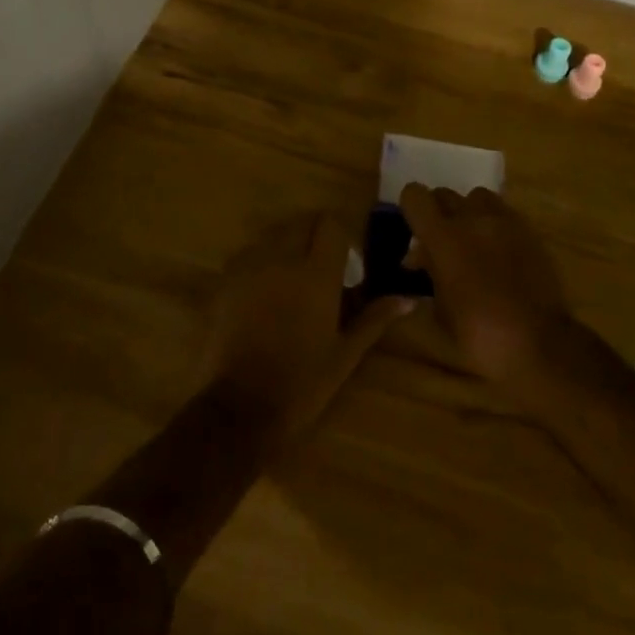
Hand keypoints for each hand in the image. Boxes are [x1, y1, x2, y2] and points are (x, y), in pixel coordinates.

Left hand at [206, 213, 411, 445]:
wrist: (239, 411)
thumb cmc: (301, 384)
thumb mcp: (345, 354)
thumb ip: (374, 319)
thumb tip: (409, 299)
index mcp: (316, 274)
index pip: (330, 224)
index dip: (341, 236)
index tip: (347, 262)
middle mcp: (282, 258)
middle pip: (301, 223)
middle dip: (314, 237)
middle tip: (322, 270)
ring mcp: (250, 267)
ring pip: (273, 236)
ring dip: (287, 248)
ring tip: (292, 282)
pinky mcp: (226, 281)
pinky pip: (248, 256)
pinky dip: (261, 263)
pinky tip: (264, 294)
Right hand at [397, 185, 572, 385]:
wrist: (540, 344)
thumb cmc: (481, 335)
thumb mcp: (441, 310)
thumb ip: (428, 274)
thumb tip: (419, 259)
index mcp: (444, 237)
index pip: (415, 196)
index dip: (410, 207)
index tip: (414, 228)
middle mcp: (472, 219)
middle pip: (444, 194)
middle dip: (437, 213)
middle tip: (439, 241)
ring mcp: (504, 221)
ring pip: (477, 197)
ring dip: (468, 213)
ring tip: (471, 240)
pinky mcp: (529, 230)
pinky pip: (503, 213)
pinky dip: (494, 224)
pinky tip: (497, 251)